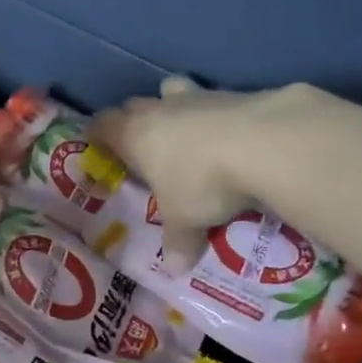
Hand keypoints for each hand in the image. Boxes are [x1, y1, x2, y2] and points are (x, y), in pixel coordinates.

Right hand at [88, 76, 303, 269]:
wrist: (264, 143)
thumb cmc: (202, 182)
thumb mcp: (186, 221)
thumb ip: (178, 242)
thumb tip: (175, 270)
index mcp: (135, 135)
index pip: (103, 124)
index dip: (97, 134)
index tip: (98, 146)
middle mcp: (161, 109)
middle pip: (136, 104)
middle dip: (136, 119)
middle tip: (143, 146)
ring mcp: (200, 96)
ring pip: (175, 91)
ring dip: (175, 108)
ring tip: (187, 134)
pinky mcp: (237, 93)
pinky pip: (217, 100)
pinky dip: (217, 115)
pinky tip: (230, 137)